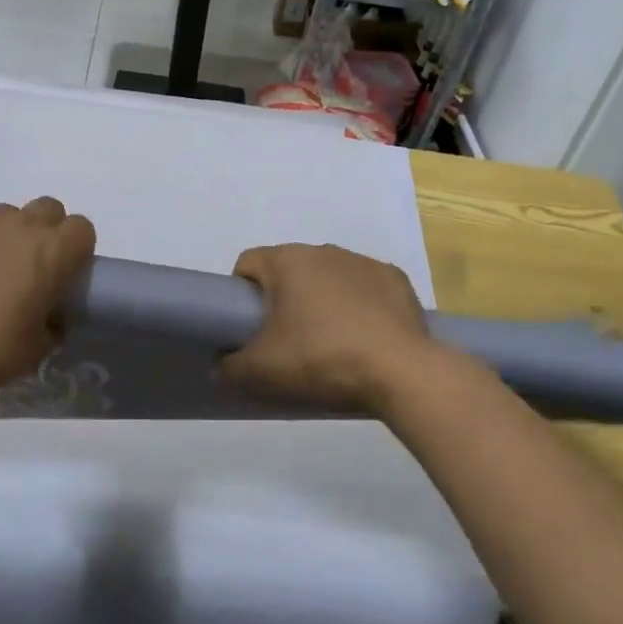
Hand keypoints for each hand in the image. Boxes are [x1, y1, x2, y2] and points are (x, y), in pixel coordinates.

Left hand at [0, 198, 95, 399]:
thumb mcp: (36, 349)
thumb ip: (51, 325)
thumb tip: (49, 318)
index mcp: (54, 252)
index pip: (82, 229)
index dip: (74, 248)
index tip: (63, 271)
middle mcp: (22, 224)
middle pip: (47, 209)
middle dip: (43, 230)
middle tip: (26, 266)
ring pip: (3, 215)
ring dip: (0, 236)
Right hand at [220, 244, 435, 414]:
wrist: (400, 373)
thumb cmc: (319, 361)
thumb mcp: (259, 373)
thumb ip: (227, 367)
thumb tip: (222, 363)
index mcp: (287, 261)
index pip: (248, 264)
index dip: (241, 294)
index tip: (250, 328)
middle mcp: (324, 250)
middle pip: (289, 270)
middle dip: (283, 298)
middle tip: (286, 341)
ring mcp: (363, 262)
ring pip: (327, 277)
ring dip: (321, 300)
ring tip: (329, 343)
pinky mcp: (396, 280)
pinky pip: (364, 288)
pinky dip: (359, 306)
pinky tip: (364, 338)